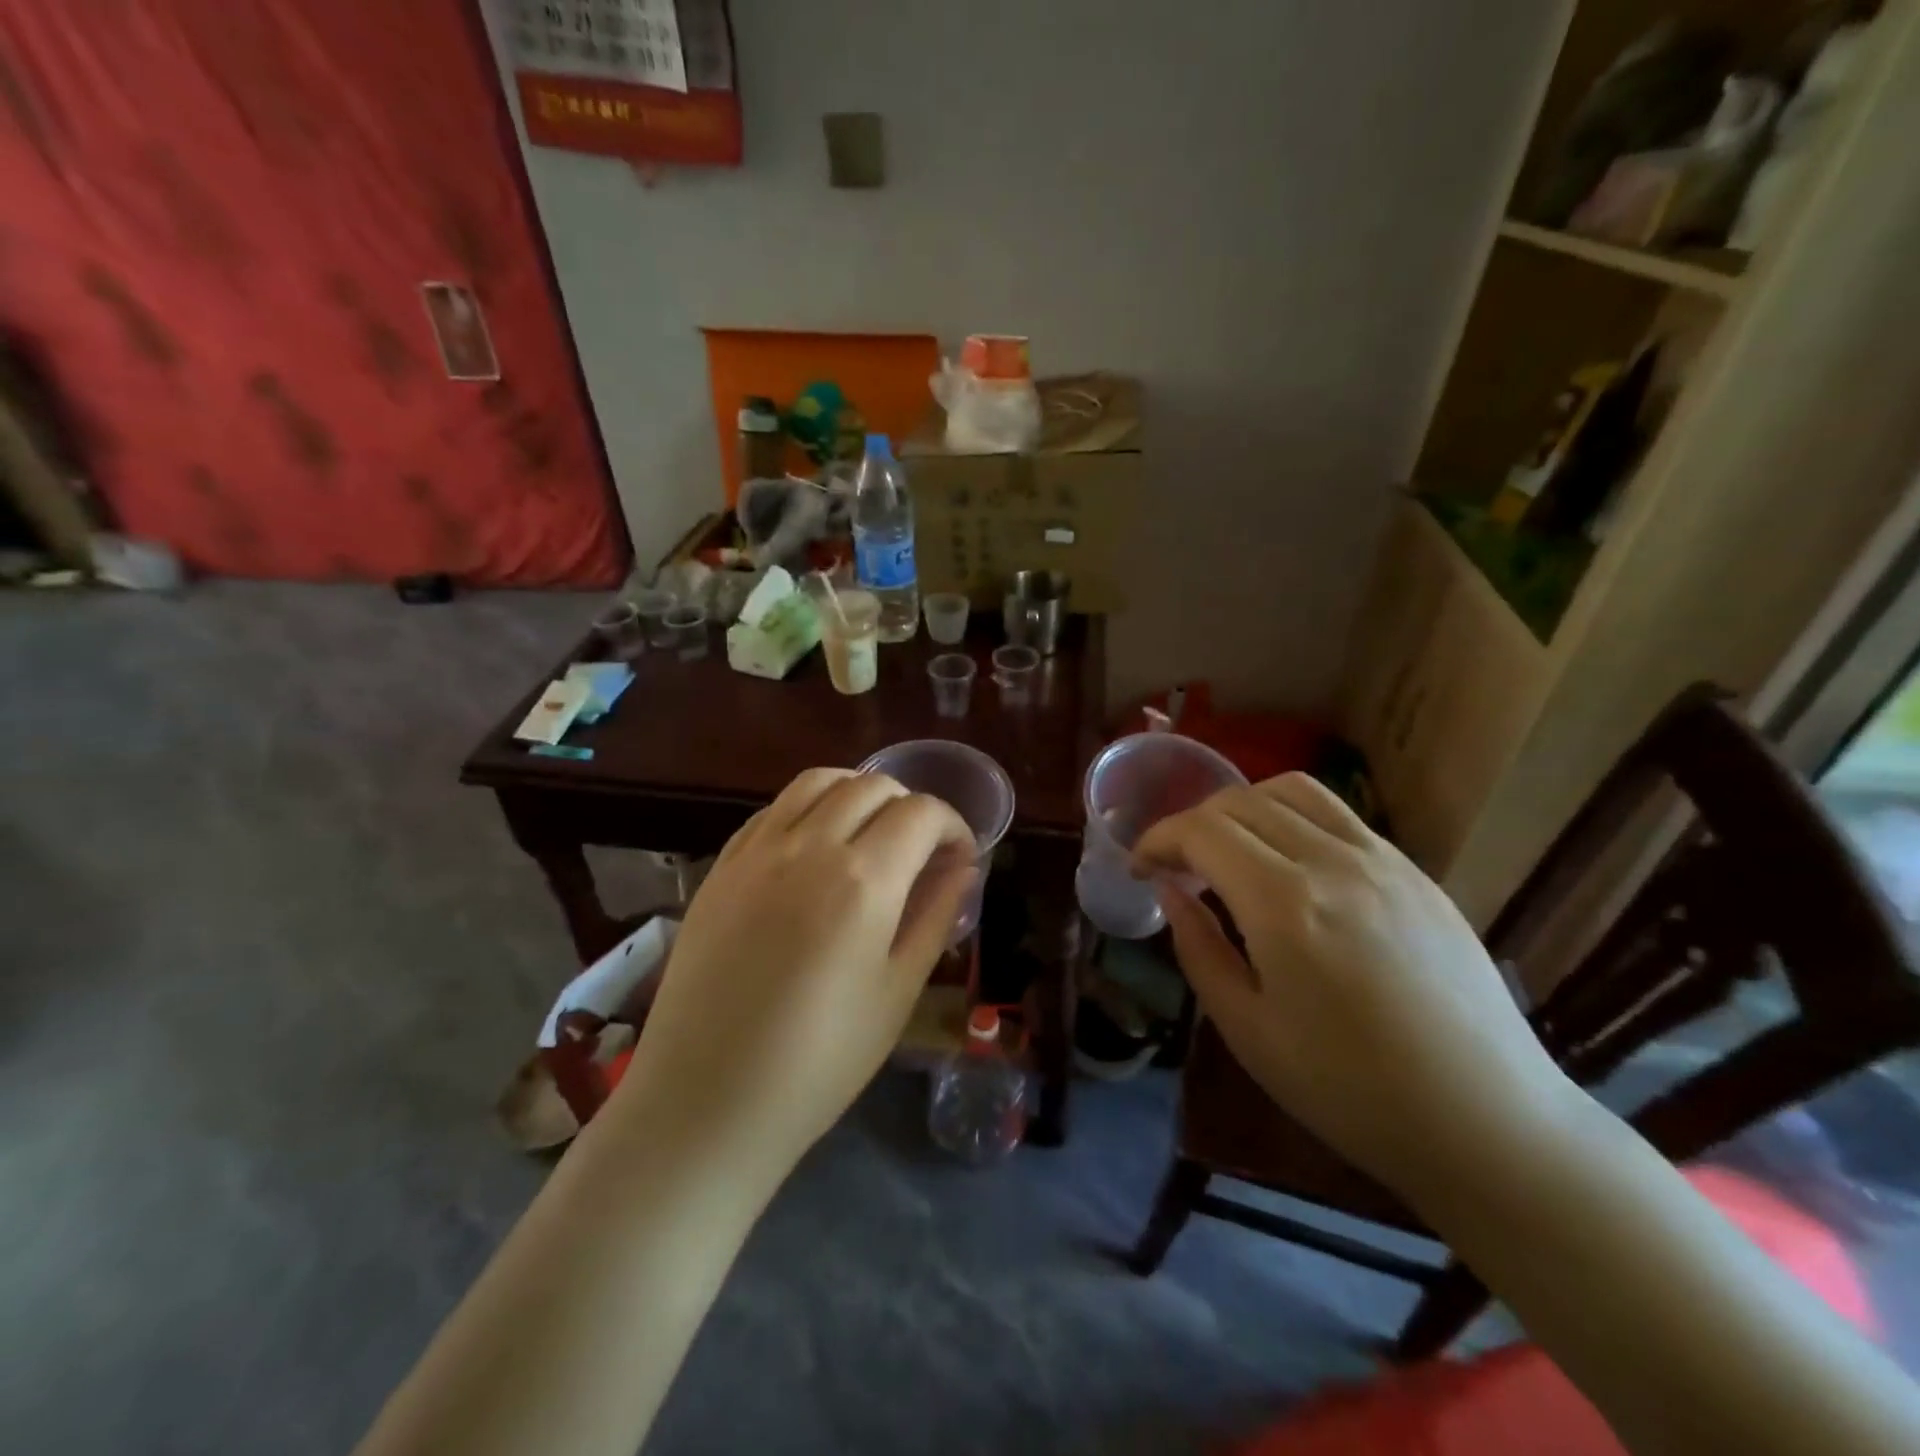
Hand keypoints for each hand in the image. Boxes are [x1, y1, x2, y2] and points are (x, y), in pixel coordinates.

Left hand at [612, 768, 975, 1174]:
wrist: (704, 1101)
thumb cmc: (818, 1062)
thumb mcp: (897, 992)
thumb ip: (936, 916)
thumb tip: (963, 868)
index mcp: (863, 880)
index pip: (922, 813)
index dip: (953, 825)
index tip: (960, 856)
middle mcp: (809, 846)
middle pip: (872, 785)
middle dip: (910, 806)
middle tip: (920, 850)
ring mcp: (757, 851)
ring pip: (818, 781)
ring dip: (857, 793)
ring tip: (869, 834)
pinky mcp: (721, 866)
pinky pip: (774, 809)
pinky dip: (809, 809)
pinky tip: (814, 849)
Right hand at [1133, 772, 1573, 1200]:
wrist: (1486, 1122)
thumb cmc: (1350, 1090)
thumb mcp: (1247, 1030)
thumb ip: (1198, 948)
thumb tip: (1170, 891)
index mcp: (1284, 905)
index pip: (1201, 831)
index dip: (1158, 839)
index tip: (1139, 868)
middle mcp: (1332, 862)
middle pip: (1240, 802)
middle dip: (1191, 823)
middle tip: (1175, 866)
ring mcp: (1381, 860)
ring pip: (1291, 791)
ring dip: (1242, 807)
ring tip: (1229, 849)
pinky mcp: (1414, 871)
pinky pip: (1338, 815)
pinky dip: (1292, 817)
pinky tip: (1288, 863)